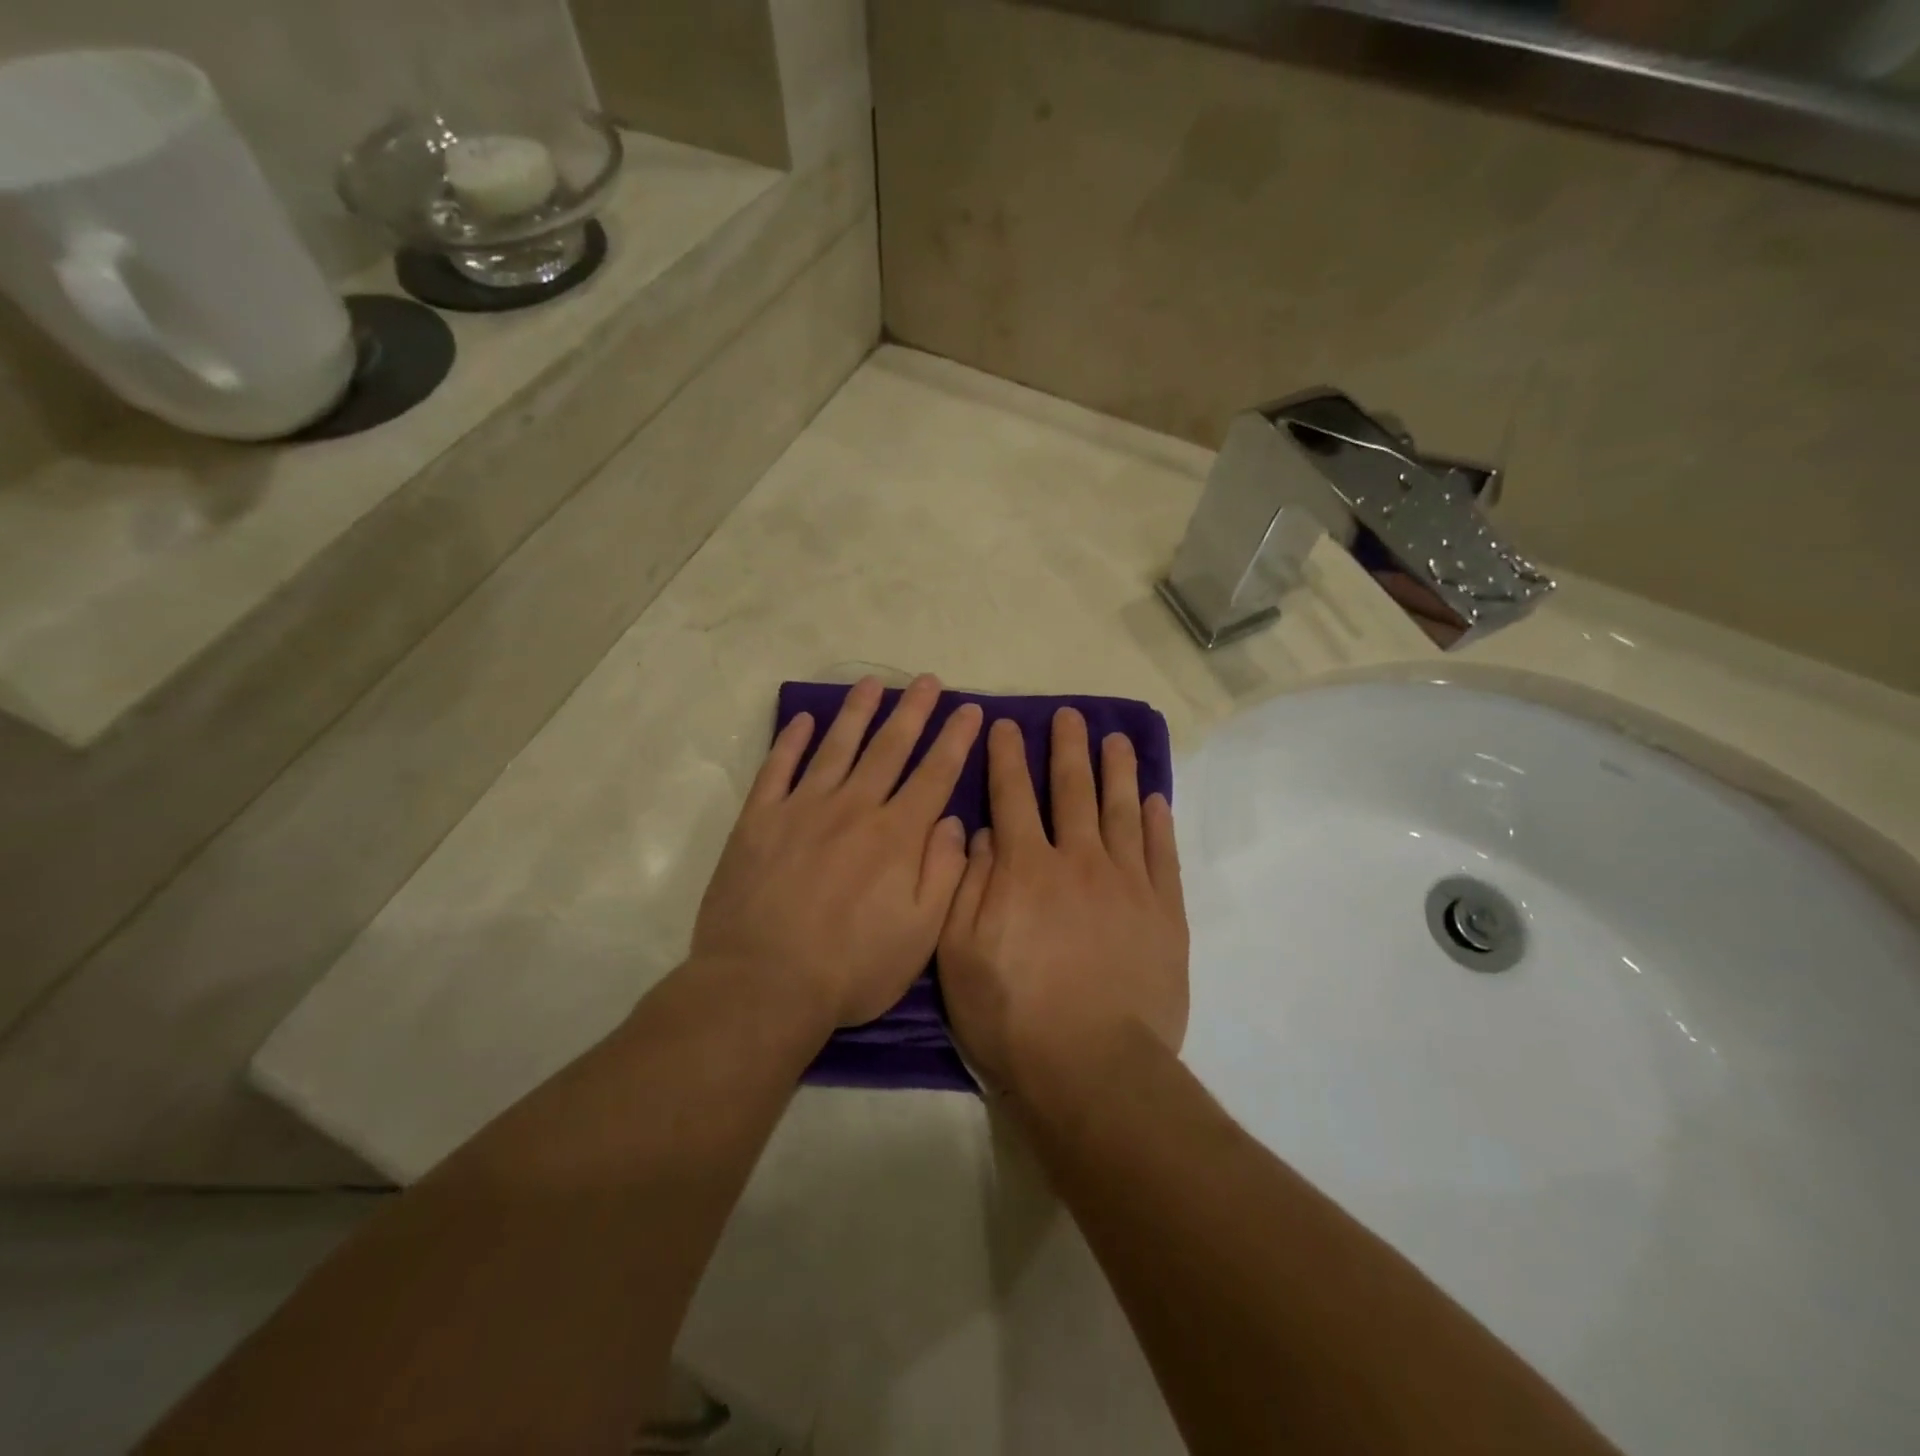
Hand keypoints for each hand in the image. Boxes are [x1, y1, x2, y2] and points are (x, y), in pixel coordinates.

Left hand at [692, 675, 982, 1029]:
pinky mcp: (758, 821)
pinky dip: (789, 741)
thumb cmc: (850, 969)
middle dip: (913, 711)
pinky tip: (802, 719)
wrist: (762, 986)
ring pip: (836, 746)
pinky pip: (777, 769)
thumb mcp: (920, 936)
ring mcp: (802, 809)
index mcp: (896, 836)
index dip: (956, 739)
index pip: (935, 774)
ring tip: (873, 683)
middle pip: (889, 748)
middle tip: (928, 681)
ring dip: (857, 712)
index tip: (970, 709)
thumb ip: (944, 874)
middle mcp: (853, 808)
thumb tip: (955, 823)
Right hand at [938, 708, 1187, 1095]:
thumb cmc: (1012, 1015)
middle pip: (1072, 790)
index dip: (1007, 757)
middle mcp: (1078, 860)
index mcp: (1025, 868)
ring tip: (1117, 739)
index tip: (1005, 725)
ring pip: (1121, 811)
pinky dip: (1157, 823)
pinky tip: (1154, 800)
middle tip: (1070, 715)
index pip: (1011, 796)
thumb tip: (980, 832)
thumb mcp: (959, 954)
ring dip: (1117, 770)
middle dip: (1068, 748)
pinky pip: (1161, 854)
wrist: (1093, 1067)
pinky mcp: (1163, 912)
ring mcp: (1127, 883)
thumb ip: (967, 885)